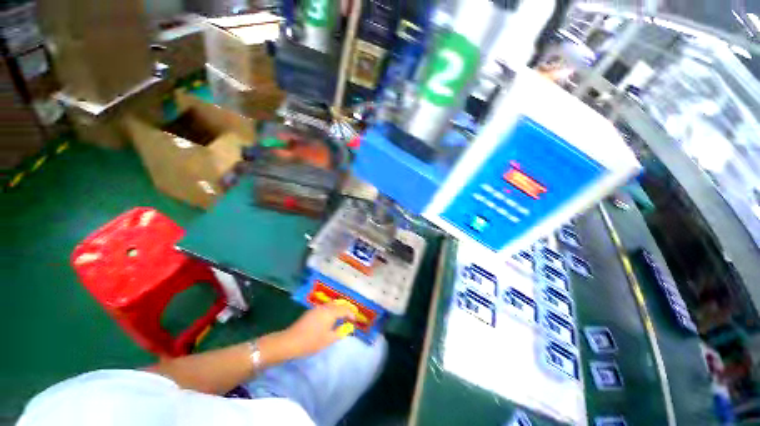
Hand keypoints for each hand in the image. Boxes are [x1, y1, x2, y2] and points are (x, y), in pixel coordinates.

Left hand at [258, 302, 356, 362]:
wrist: (290, 341)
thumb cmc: (311, 342)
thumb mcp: (328, 340)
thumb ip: (340, 332)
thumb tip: (348, 327)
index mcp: (330, 312)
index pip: (344, 309)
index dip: (351, 313)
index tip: (355, 319)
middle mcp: (325, 307)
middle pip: (338, 303)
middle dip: (346, 308)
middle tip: (351, 314)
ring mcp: (317, 308)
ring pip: (331, 304)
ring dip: (338, 308)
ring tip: (342, 315)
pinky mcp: (311, 312)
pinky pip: (325, 307)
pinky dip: (331, 309)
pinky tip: (330, 317)